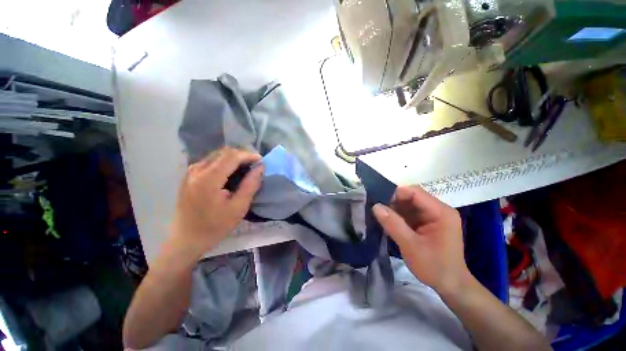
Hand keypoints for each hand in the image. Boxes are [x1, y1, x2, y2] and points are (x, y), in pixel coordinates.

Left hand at [168, 147, 263, 261]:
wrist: (186, 239)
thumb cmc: (215, 226)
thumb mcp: (238, 207)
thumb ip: (250, 185)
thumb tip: (260, 167)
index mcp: (208, 179)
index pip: (232, 156)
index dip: (249, 155)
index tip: (261, 161)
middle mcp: (197, 170)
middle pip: (224, 152)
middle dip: (242, 155)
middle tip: (254, 165)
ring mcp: (191, 172)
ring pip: (217, 155)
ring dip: (233, 158)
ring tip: (245, 169)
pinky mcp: (189, 176)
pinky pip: (210, 161)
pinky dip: (224, 163)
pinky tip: (231, 173)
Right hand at [373, 186, 469, 294]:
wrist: (450, 286)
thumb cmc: (434, 267)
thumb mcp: (411, 246)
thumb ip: (393, 224)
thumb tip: (375, 206)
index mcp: (441, 212)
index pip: (415, 192)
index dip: (396, 194)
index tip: (379, 202)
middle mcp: (439, 210)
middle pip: (411, 197)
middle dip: (393, 202)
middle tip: (377, 211)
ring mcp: (433, 216)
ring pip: (408, 205)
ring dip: (394, 210)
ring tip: (380, 217)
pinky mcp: (428, 223)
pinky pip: (410, 214)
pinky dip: (398, 217)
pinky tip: (388, 223)